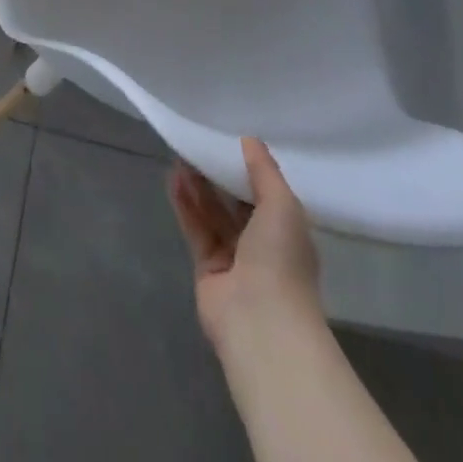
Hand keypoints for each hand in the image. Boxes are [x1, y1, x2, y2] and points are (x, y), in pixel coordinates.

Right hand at [169, 137, 324, 352]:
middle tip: (199, 144)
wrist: (260, 322)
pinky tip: (174, 178)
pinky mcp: (208, 267)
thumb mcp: (282, 204)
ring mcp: (235, 258)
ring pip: (214, 214)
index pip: (267, 194)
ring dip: (199, 186)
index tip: (230, 140)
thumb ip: (264, 171)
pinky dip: (186, 204)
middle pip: (237, 203)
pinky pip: (196, 228)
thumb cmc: (281, 259)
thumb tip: (250, 140)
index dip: (250, 169)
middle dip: (219, 175)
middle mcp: (263, 245)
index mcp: (288, 233)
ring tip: (181, 155)